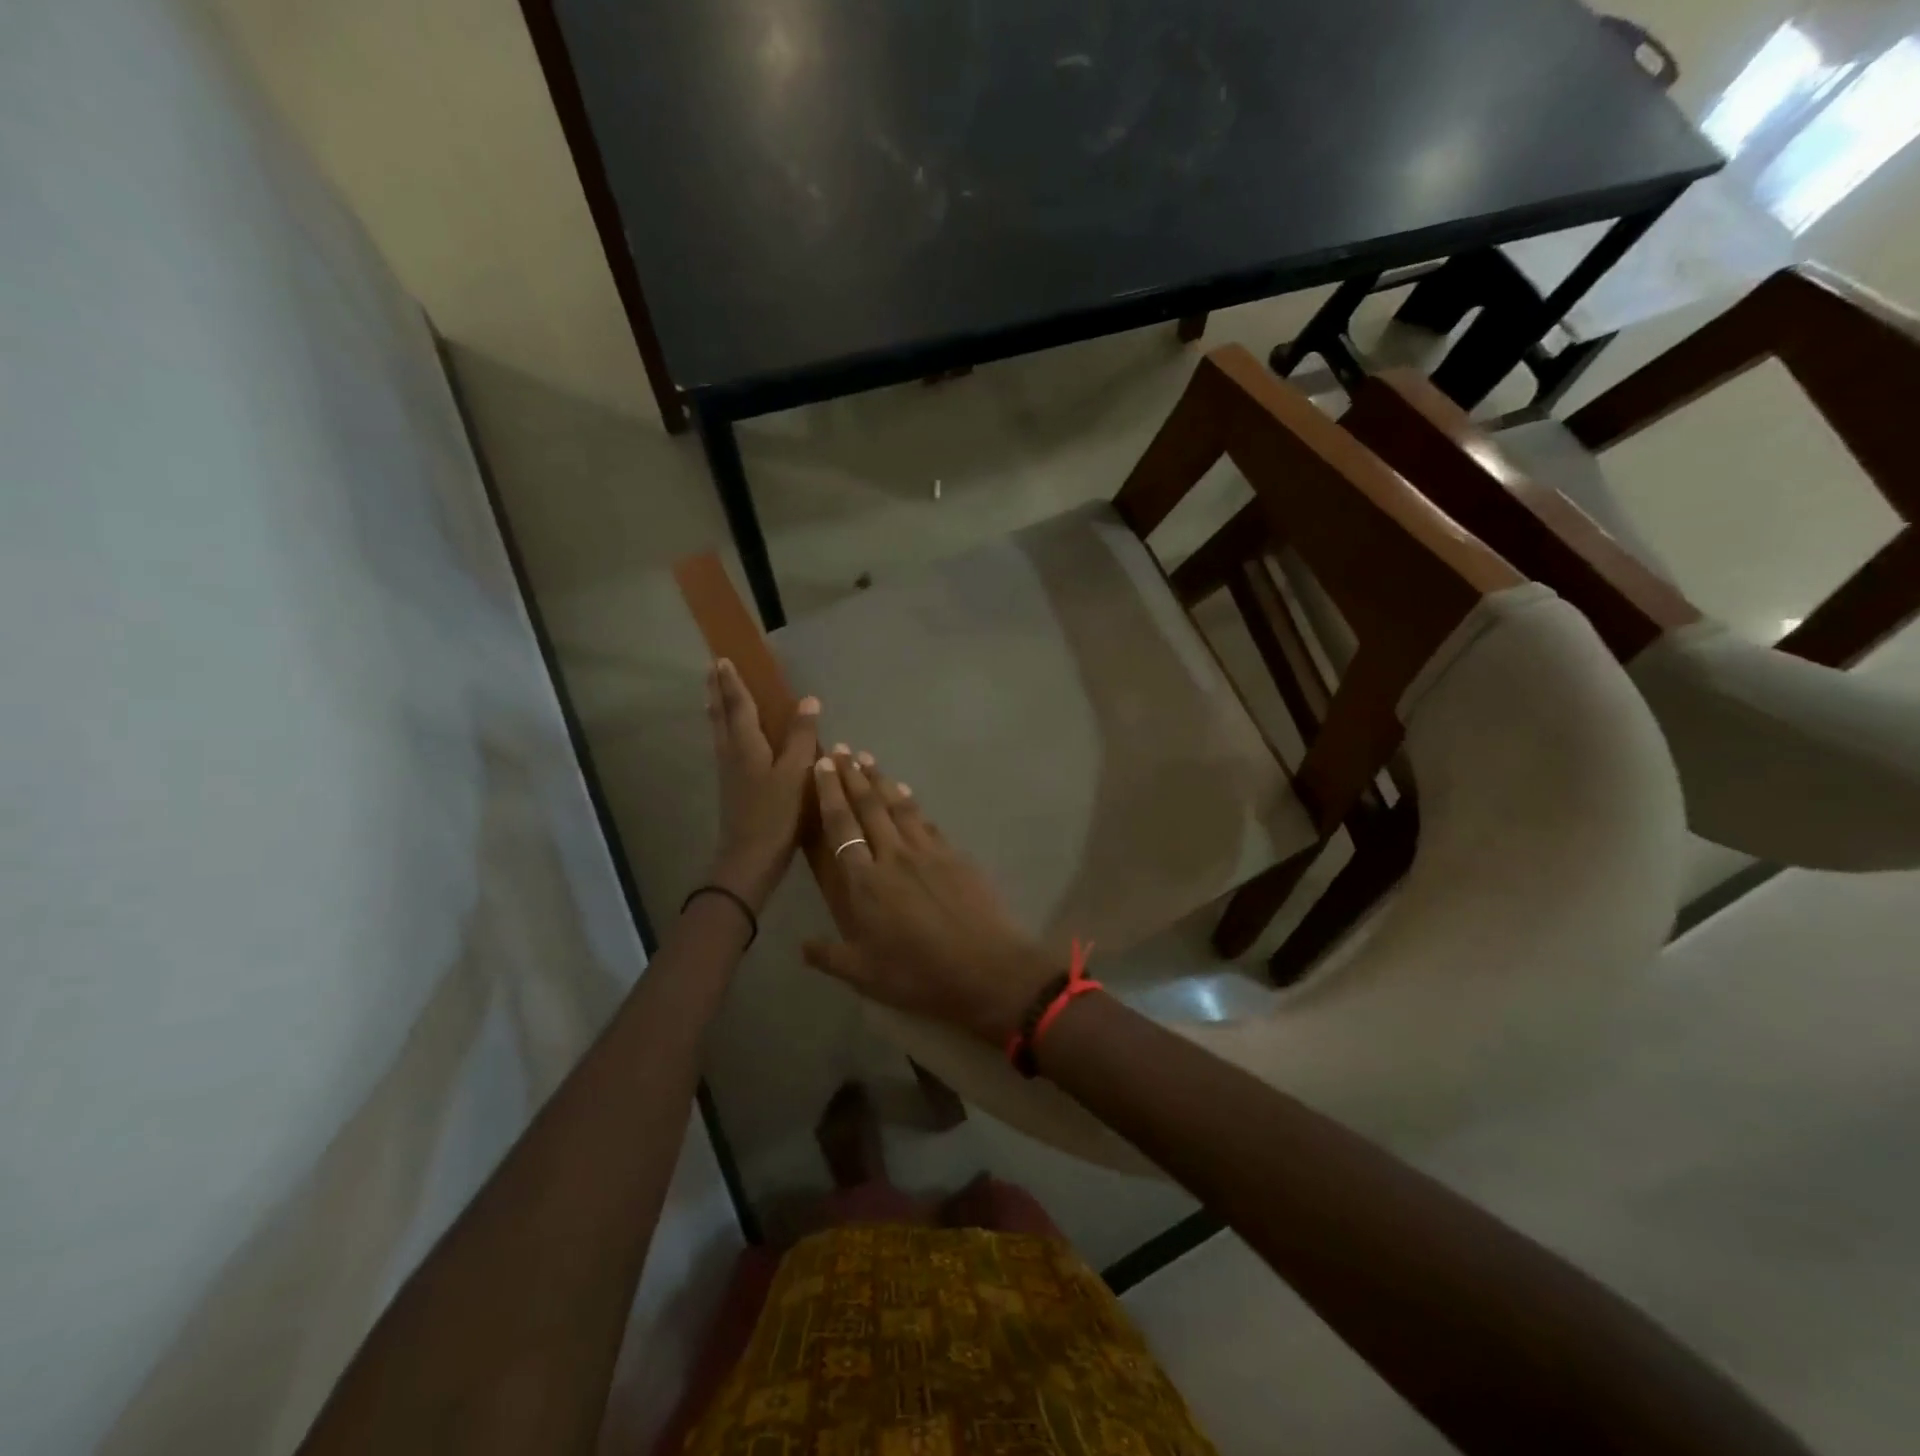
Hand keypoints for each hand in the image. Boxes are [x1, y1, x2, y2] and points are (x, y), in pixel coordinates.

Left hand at [706, 659, 819, 909]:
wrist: (749, 860)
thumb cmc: (775, 815)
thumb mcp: (795, 774)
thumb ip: (801, 737)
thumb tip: (808, 700)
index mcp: (746, 745)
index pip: (738, 704)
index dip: (733, 682)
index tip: (723, 658)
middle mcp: (731, 753)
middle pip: (721, 714)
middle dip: (718, 690)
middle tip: (712, 669)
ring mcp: (728, 771)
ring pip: (719, 730)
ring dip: (717, 708)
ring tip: (714, 693)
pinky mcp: (732, 786)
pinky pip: (724, 744)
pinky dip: (724, 728)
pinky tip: (731, 735)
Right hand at [802, 748, 1060, 1044]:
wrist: (987, 969)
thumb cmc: (919, 975)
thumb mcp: (865, 975)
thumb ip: (829, 956)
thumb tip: (802, 946)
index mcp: (865, 882)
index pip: (841, 826)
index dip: (829, 793)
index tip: (822, 764)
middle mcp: (893, 856)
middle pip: (869, 806)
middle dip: (852, 775)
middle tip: (842, 749)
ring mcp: (928, 852)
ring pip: (899, 806)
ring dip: (881, 781)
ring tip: (868, 759)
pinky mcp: (956, 855)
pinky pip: (927, 821)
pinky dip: (913, 803)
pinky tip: (907, 794)